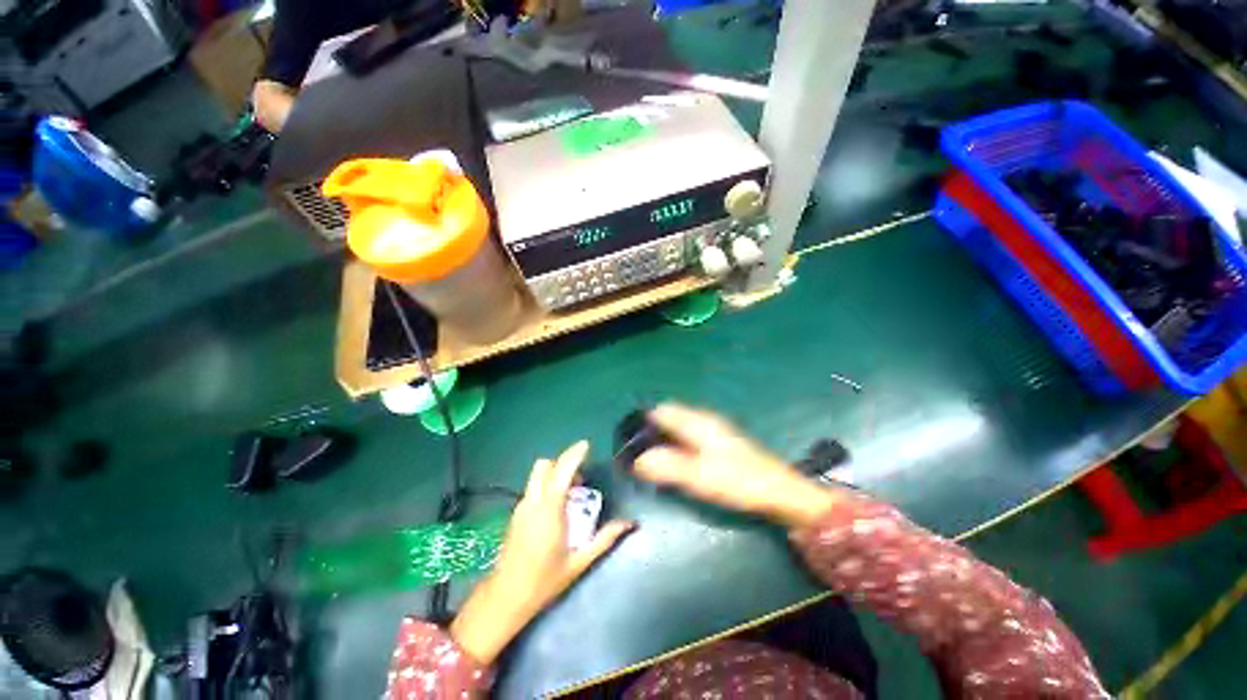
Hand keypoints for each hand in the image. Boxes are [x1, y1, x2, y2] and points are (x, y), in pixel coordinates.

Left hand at [450, 441, 633, 665]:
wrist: (504, 598)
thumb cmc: (543, 581)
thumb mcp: (579, 562)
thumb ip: (604, 539)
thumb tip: (629, 523)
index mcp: (549, 511)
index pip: (561, 471)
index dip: (574, 454)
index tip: (586, 445)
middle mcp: (532, 502)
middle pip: (544, 466)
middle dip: (563, 463)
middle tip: (580, 479)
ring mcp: (521, 507)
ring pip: (537, 476)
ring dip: (554, 474)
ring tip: (571, 494)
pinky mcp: (515, 514)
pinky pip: (533, 488)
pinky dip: (546, 486)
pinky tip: (556, 509)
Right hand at [634, 404, 843, 528]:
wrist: (779, 493)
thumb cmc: (739, 482)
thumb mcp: (700, 476)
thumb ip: (667, 467)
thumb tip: (636, 461)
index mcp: (697, 422)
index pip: (662, 410)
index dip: (643, 422)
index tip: (628, 440)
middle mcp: (703, 421)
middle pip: (669, 418)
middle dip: (651, 432)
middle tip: (637, 455)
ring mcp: (713, 431)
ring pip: (679, 428)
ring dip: (664, 441)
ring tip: (650, 461)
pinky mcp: (719, 444)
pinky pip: (689, 439)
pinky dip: (677, 447)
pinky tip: (676, 465)